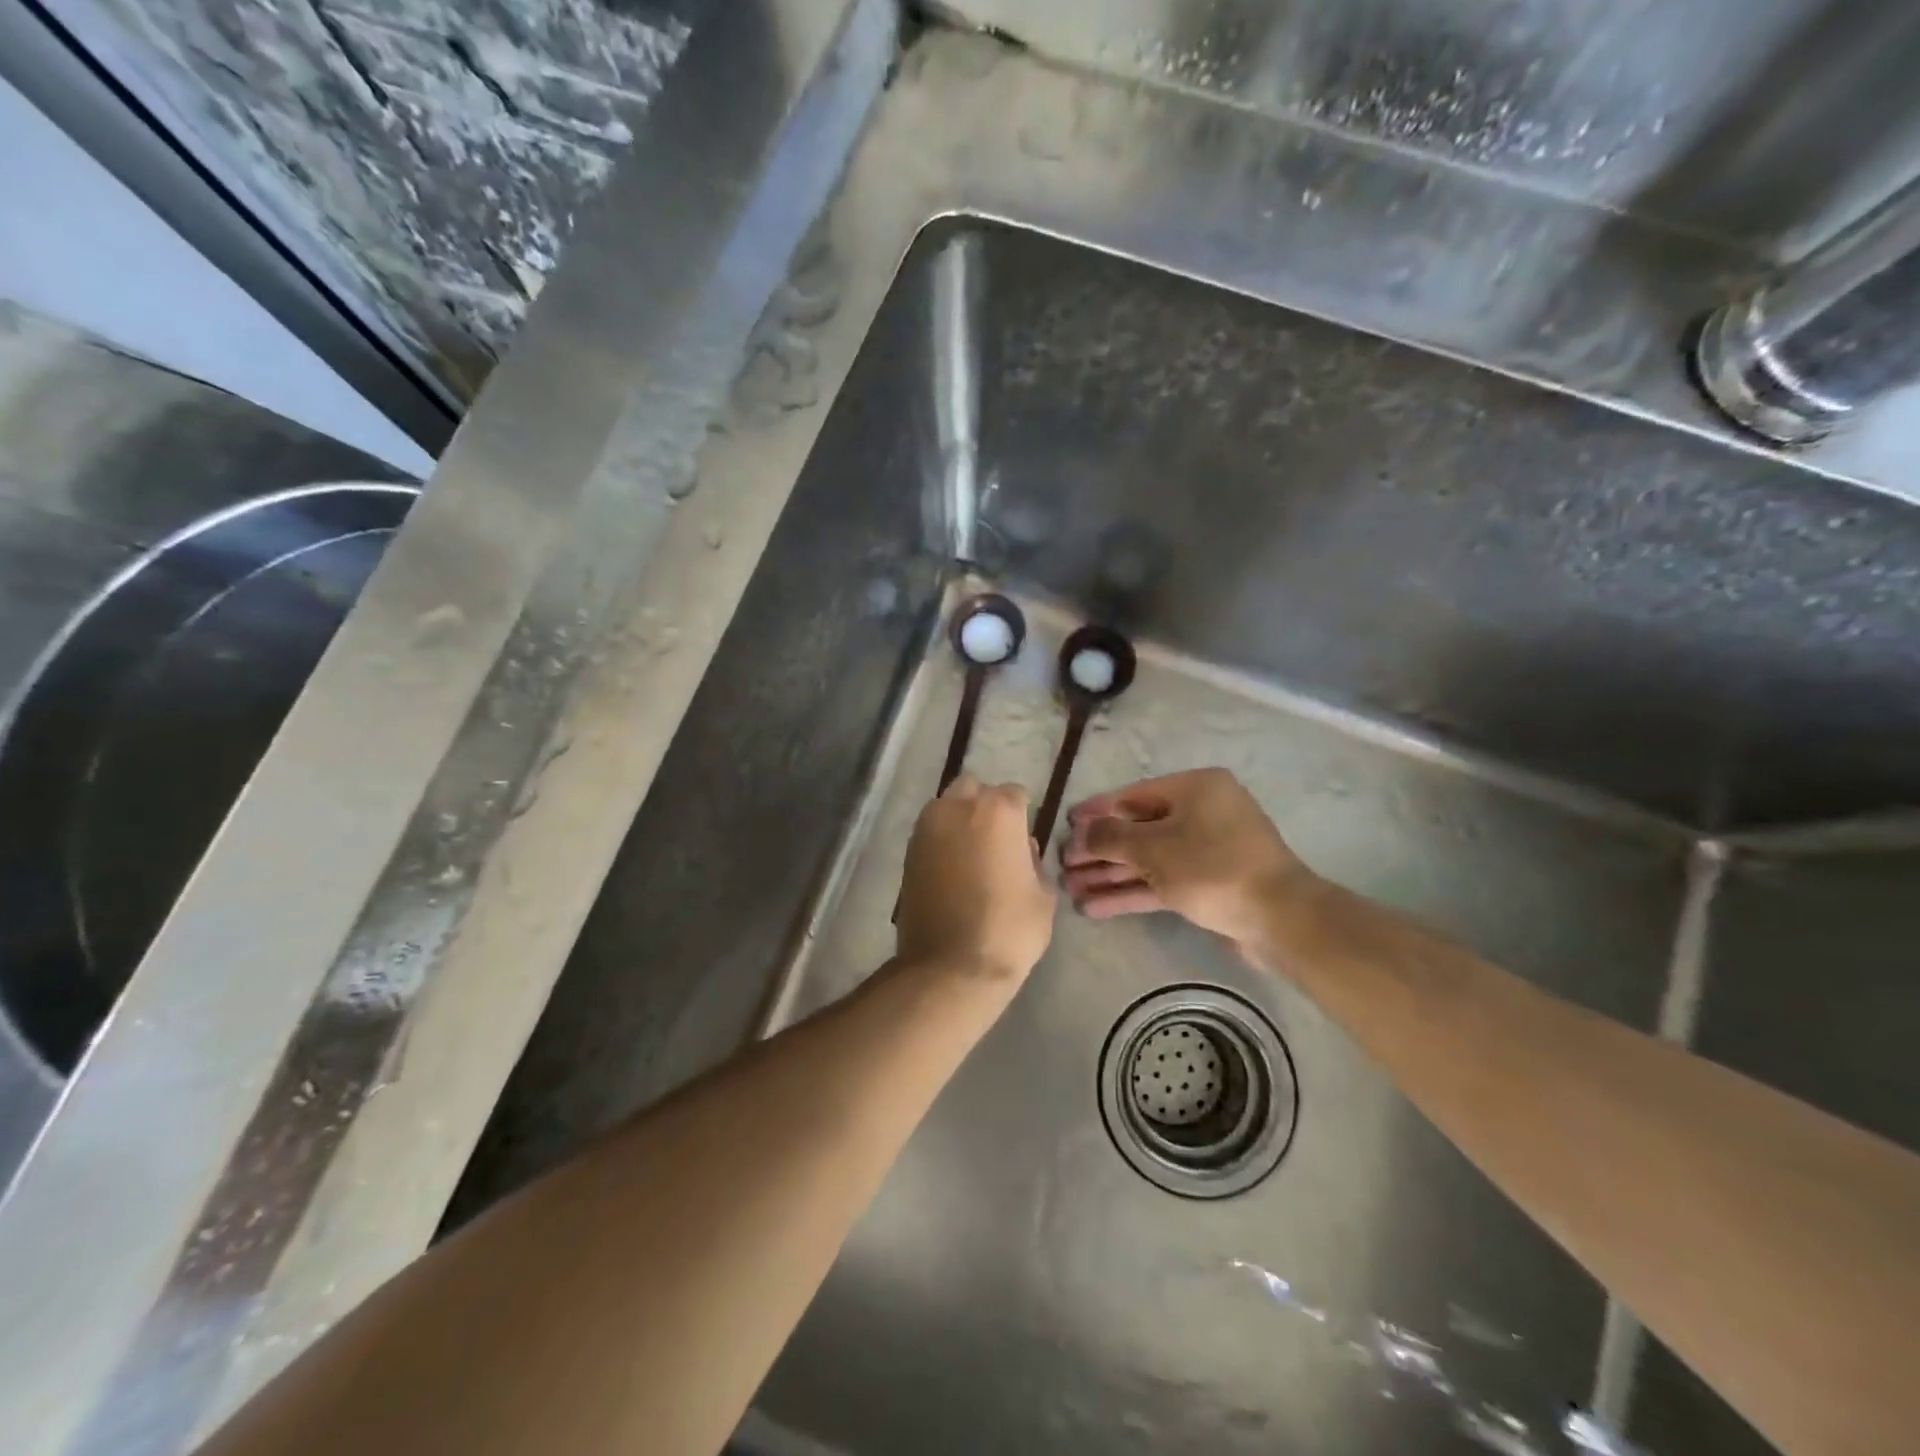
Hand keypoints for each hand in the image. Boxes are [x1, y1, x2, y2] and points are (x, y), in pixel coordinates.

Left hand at [897, 775, 1057, 983]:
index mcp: (997, 811)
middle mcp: (956, 807)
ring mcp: (926, 828)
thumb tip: (1021, 850)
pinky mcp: (907, 852)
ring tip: (973, 855)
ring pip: (946, 807)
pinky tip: (953, 870)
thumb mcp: (1042, 896)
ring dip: (960, 821)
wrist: (950, 967)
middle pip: (974, 790)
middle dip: (985, 806)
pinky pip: (930, 833)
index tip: (1024, 839)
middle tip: (997, 840)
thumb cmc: (1008, 930)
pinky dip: (942, 842)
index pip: (1015, 794)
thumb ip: (1033, 862)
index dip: (1022, 815)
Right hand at [1061, 768, 1315, 957]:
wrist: (1279, 919)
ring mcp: (1205, 850)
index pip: (1132, 795)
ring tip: (1070, 889)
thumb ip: (1111, 837)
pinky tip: (1095, 907)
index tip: (1066, 824)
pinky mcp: (1207, 884)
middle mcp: (1201, 813)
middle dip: (1099, 850)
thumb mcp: (1154, 848)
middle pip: (1137, 829)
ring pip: (1147, 859)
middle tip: (1063, 865)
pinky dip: (1131, 891)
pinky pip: (1161, 882)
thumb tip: (1083, 831)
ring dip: (1110, 874)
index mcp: (1195, 789)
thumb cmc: (1213, 868)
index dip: (1096, 811)